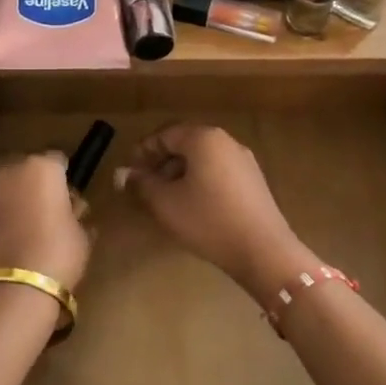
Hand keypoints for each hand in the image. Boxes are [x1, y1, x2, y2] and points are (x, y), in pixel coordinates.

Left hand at [0, 153, 91, 294]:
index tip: (71, 199)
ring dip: (17, 199)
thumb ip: (75, 214)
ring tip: (30, 228)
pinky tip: (12, 239)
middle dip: (38, 185)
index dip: (66, 179)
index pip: (59, 161)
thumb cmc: (55, 255)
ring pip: (7, 187)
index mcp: (42, 167)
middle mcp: (10, 170)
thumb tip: (71, 211)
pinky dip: (2, 216)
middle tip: (51, 212)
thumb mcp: (81, 234)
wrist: (7, 291)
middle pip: (28, 169)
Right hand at [118, 125, 309, 300]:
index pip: (165, 134)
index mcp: (203, 138)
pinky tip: (193, 206)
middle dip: (161, 162)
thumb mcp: (166, 204)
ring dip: (180, 173)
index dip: (143, 151)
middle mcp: (226, 141)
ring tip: (166, 199)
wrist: (264, 250)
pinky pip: (219, 172)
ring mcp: (243, 160)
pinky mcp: (254, 181)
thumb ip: (142, 184)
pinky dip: (200, 181)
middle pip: (185, 143)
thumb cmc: (208, 221)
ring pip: (203, 159)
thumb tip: (122, 173)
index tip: (130, 172)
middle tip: (145, 186)